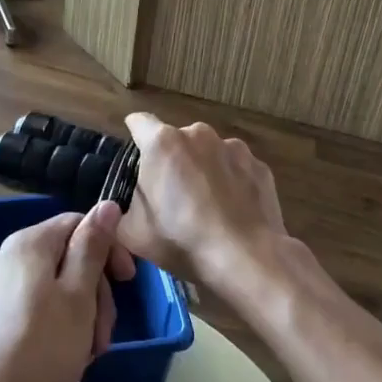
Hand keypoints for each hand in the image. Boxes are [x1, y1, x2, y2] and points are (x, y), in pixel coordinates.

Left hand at [0, 200, 132, 381]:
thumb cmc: (41, 351)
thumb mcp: (79, 296)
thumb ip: (93, 246)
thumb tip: (107, 204)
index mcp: (28, 245)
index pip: (79, 223)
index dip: (109, 248)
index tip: (129, 282)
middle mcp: (9, 262)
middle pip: (70, 258)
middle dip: (97, 292)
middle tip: (105, 333)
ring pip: (59, 291)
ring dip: (84, 317)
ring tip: (89, 354)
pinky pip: (40, 314)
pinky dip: (62, 331)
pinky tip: (68, 361)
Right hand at [120, 113, 290, 297]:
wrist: (245, 259)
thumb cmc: (181, 240)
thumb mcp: (131, 232)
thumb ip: (122, 207)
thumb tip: (127, 203)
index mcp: (162, 142)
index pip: (139, 122)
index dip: (134, 137)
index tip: (136, 158)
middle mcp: (199, 134)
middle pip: (177, 140)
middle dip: (173, 161)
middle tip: (172, 197)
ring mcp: (233, 147)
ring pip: (209, 153)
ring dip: (203, 171)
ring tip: (207, 208)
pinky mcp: (259, 165)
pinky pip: (236, 169)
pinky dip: (232, 183)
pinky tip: (233, 212)